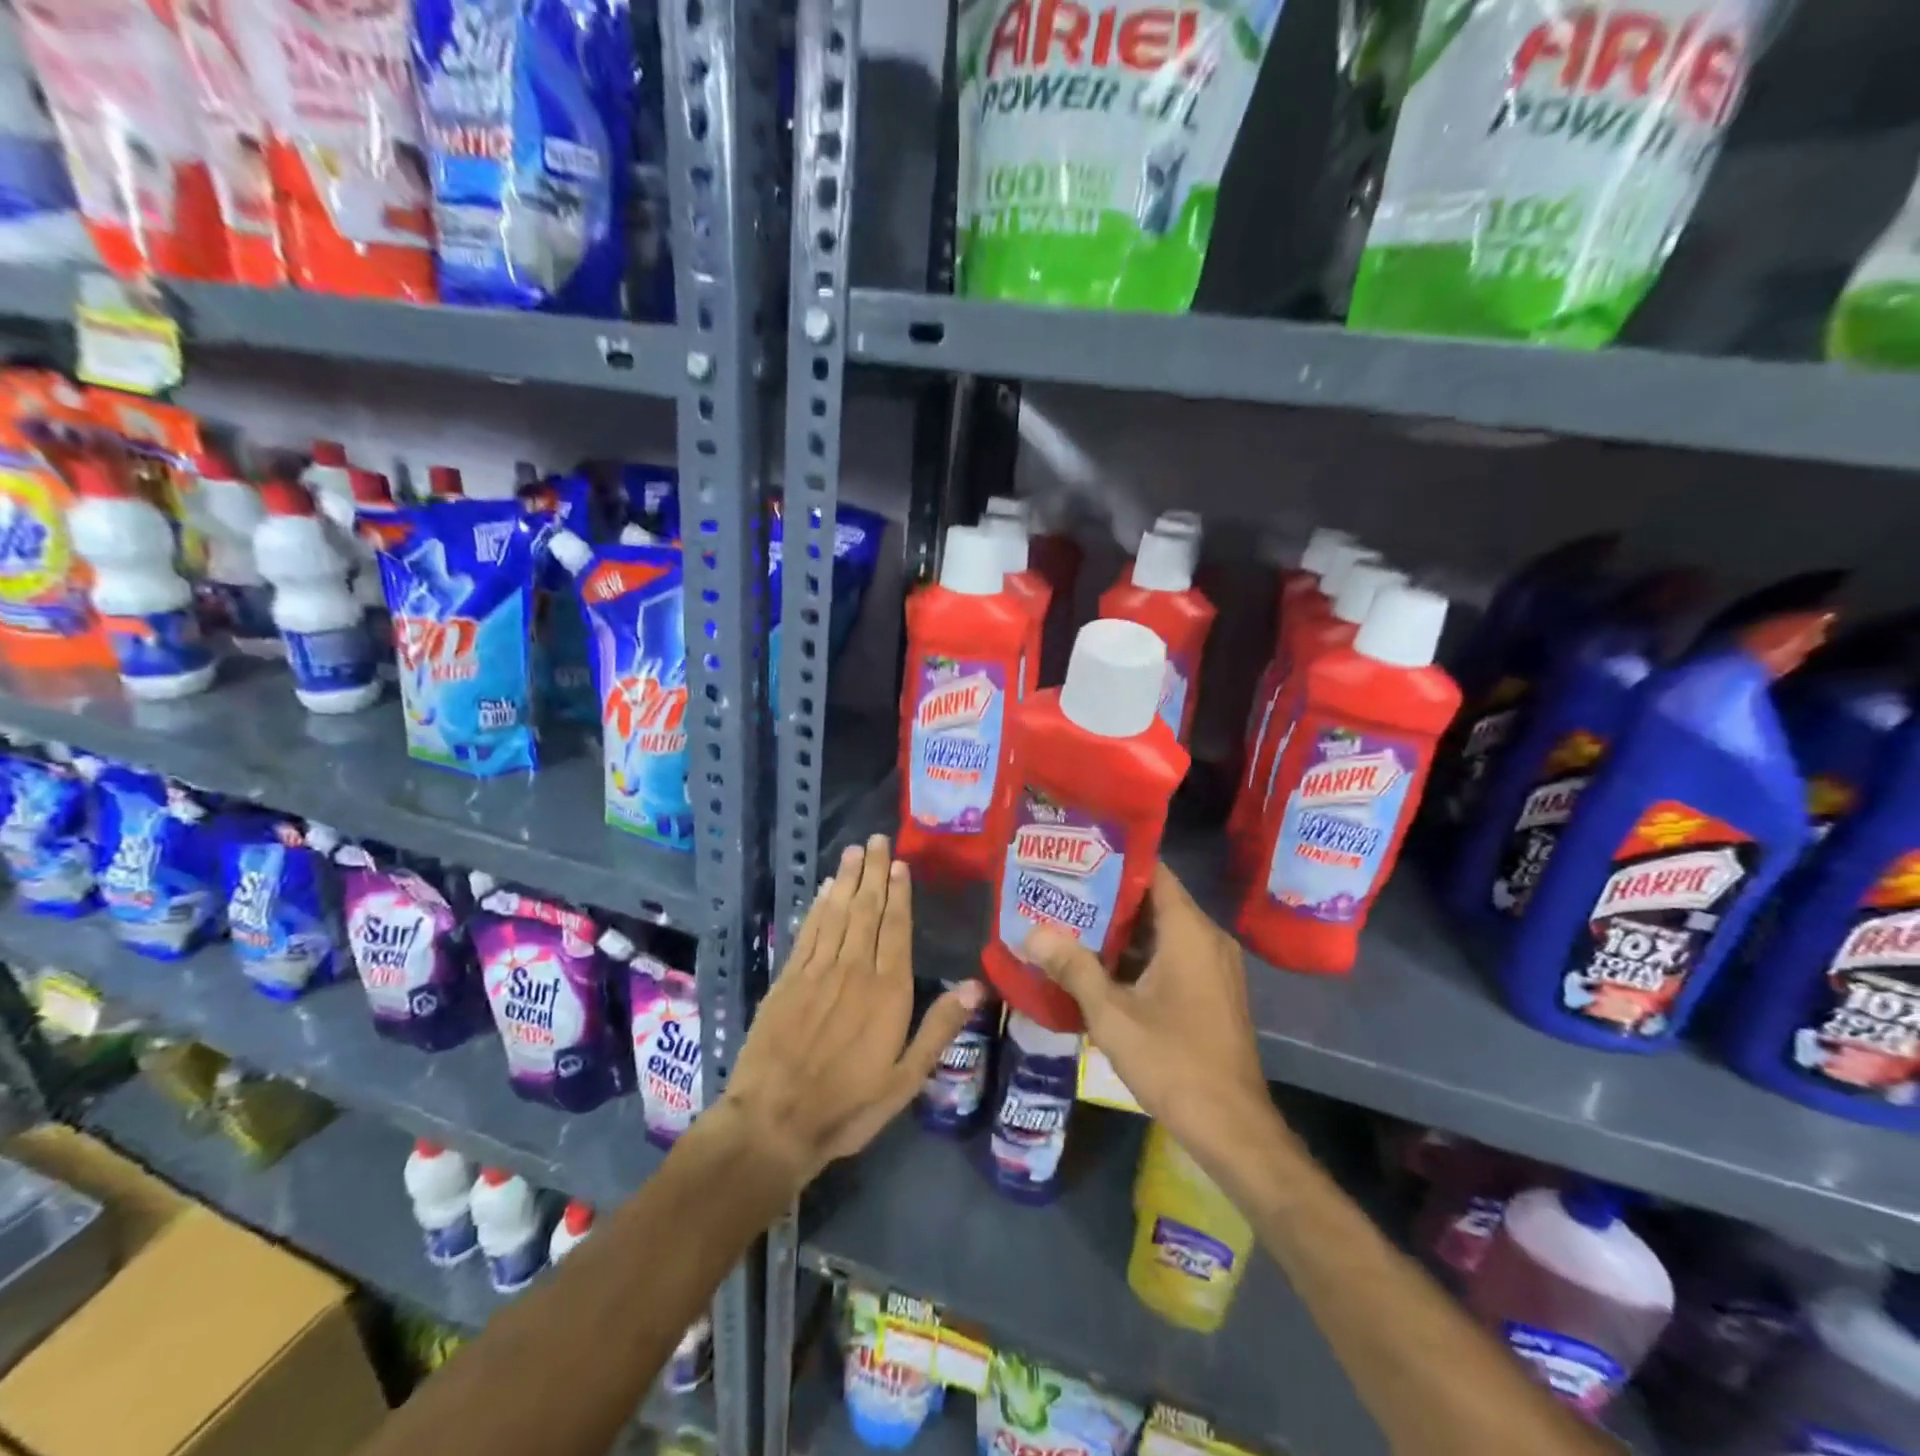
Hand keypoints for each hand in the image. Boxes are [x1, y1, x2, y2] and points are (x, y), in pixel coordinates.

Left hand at [722, 835, 984, 1193]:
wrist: (773, 1122)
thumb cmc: (847, 1105)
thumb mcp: (906, 1079)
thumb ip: (939, 1028)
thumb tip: (975, 986)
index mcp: (888, 992)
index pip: (897, 930)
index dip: (899, 895)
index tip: (900, 864)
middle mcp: (854, 970)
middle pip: (867, 911)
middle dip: (874, 873)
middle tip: (877, 840)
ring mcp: (817, 971)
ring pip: (837, 914)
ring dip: (847, 880)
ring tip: (854, 850)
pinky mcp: (788, 979)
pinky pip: (809, 932)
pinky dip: (818, 907)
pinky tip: (824, 890)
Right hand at [1024, 862, 1268, 1145]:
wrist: (1232, 1128)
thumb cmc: (1173, 1061)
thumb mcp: (1112, 1014)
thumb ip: (1072, 967)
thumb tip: (1030, 932)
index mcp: (1189, 931)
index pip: (1153, 871)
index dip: (1113, 860)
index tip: (1074, 858)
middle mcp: (1207, 939)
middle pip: (1153, 900)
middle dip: (1106, 897)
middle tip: (1059, 892)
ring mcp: (1213, 966)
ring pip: (1160, 931)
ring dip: (1119, 930)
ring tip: (1068, 924)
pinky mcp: (1211, 991)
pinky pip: (1171, 956)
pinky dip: (1138, 955)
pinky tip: (1098, 966)